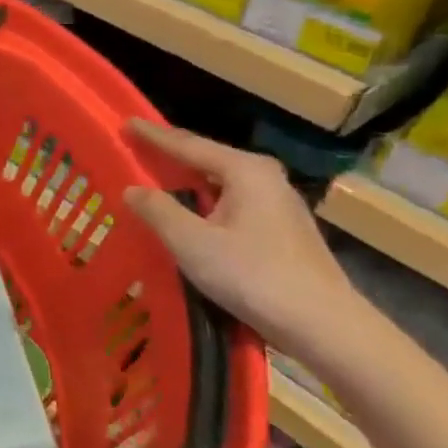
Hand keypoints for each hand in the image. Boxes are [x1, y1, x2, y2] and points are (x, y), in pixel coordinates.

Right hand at [122, 120, 359, 354]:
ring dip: (189, 183)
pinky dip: (205, 203)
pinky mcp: (282, 231)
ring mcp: (279, 205)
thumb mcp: (191, 242)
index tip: (126, 123)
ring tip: (156, 181)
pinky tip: (191, 216)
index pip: (189, 145)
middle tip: (137, 151)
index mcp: (245, 171)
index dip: (153, 136)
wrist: (321, 324)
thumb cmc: (252, 275)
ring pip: (221, 184)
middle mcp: (266, 178)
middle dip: (172, 156)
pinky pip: (231, 204)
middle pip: (208, 160)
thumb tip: (132, 189)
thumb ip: (158, 210)